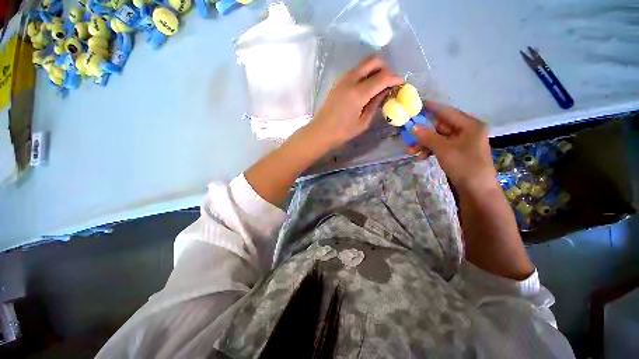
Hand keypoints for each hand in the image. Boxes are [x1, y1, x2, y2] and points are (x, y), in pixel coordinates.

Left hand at [310, 56, 402, 148]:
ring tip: (379, 85)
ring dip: (374, 70)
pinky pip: (356, 71)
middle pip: (373, 60)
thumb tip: (386, 91)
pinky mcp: (338, 82)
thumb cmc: (342, 132)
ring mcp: (342, 79)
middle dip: (385, 67)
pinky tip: (367, 87)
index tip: (401, 83)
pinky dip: (365, 74)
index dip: (395, 78)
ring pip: (363, 64)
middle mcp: (350, 80)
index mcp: (358, 93)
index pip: (382, 77)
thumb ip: (375, 104)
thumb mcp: (363, 122)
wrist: (320, 131)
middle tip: (389, 81)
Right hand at [408, 102, 497, 193]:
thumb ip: (427, 137)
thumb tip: (412, 127)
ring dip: (423, 144)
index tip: (416, 105)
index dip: (430, 108)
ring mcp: (460, 142)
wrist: (477, 190)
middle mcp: (465, 131)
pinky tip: (420, 157)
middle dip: (423, 134)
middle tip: (408, 138)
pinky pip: (439, 147)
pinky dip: (429, 151)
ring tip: (410, 152)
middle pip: (439, 127)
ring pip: (437, 138)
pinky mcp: (456, 152)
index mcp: (468, 125)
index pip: (446, 112)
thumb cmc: (464, 166)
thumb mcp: (444, 149)